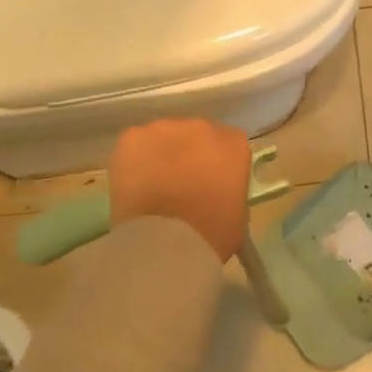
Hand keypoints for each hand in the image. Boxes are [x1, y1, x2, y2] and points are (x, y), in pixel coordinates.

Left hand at [107, 119, 251, 263]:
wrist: (164, 244)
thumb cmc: (211, 235)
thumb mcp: (238, 214)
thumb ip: (231, 190)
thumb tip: (217, 191)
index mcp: (234, 144)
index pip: (229, 144)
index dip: (218, 163)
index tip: (210, 182)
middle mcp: (203, 127)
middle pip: (196, 135)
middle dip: (190, 154)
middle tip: (180, 185)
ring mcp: (166, 129)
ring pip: (165, 137)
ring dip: (162, 154)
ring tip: (153, 186)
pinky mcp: (133, 137)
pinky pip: (136, 144)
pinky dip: (134, 160)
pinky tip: (133, 183)